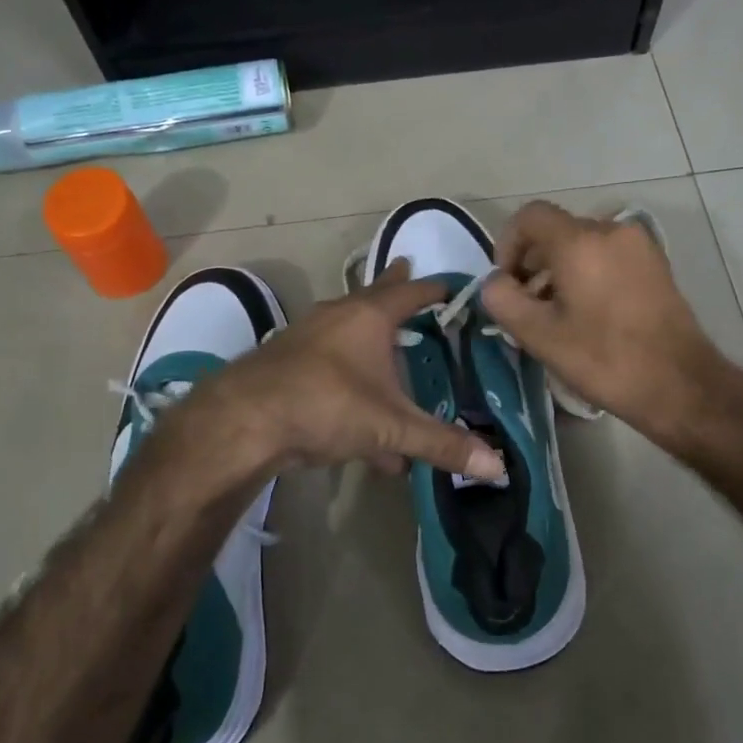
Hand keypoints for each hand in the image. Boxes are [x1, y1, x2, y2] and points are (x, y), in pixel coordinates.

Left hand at [186, 262, 506, 481]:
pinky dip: (350, 387)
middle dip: (394, 292)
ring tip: (390, 359)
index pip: (412, 292)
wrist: (243, 421)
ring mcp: (306, 339)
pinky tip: (364, 436)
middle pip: (373, 299)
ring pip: (347, 334)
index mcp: (369, 317)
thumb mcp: (391, 426)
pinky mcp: (286, 366)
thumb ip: (442, 444)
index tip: (452, 285)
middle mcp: (337, 318)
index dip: (435, 288)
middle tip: (408, 275)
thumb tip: (499, 467)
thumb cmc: (326, 404)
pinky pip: (329, 370)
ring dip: (370, 345)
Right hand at [481, 201, 727, 440]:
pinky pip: (608, 256)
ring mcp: (639, 246)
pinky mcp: (656, 265)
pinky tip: (589, 315)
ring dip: (559, 271)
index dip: (507, 245)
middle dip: (533, 263)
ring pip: (583, 245)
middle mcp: (611, 230)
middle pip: (556, 231)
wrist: (679, 384)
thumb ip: (502, 299)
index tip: (507, 283)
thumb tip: (496, 282)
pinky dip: (588, 274)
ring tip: (557, 316)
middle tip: (527, 306)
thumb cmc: (603, 359)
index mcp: (580, 241)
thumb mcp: (538, 335)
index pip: (529, 217)